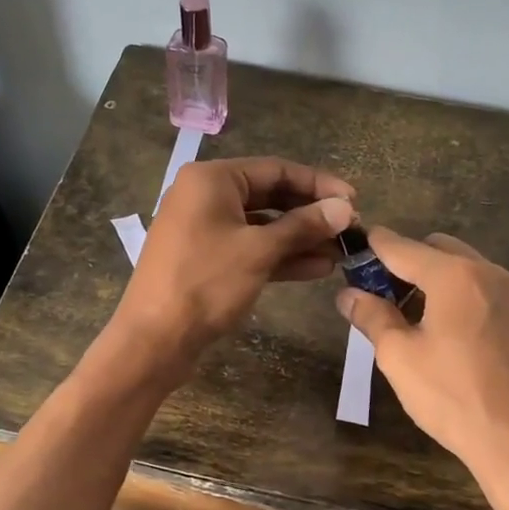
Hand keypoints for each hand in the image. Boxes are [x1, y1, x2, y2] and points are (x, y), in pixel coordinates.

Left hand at [113, 156, 355, 382]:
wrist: (154, 340)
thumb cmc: (206, 283)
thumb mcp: (260, 250)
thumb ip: (304, 226)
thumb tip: (346, 208)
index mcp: (212, 180)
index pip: (276, 170)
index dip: (318, 184)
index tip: (354, 201)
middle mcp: (205, 196)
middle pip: (269, 196)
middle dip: (310, 214)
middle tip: (350, 229)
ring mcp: (204, 230)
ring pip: (262, 226)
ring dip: (300, 238)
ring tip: (341, 252)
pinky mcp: (206, 259)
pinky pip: (250, 248)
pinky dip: (280, 256)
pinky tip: (317, 268)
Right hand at [336, 230, 508, 509]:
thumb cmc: (453, 396)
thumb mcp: (400, 357)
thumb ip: (372, 317)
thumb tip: (348, 294)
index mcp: (455, 276)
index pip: (404, 247)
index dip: (375, 245)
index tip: (355, 247)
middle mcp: (490, 274)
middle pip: (439, 250)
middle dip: (408, 263)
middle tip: (384, 295)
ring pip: (467, 271)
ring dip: (438, 280)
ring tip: (416, 318)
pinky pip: (488, 295)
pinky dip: (464, 299)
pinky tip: (452, 337)